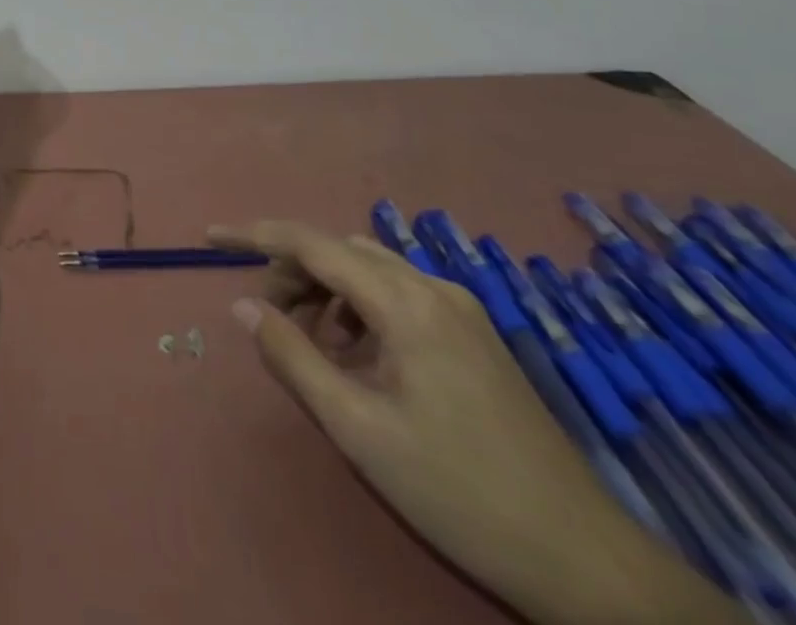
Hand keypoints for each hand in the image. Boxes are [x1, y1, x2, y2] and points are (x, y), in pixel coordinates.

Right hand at [207, 221, 743, 624]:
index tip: (208, 236)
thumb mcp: (359, 429)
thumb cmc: (459, 492)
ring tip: (308, 343)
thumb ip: (293, 356)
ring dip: (325, 290)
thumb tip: (243, 305)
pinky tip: (356, 357)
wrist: (586, 562)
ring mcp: (461, 310)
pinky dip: (360, 309)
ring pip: (369, 270)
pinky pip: (398, 295)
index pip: (311, 242)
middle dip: (291, 271)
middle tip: (266, 318)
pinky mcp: (475, 335)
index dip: (254, 234)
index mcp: (406, 302)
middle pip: (339, 251)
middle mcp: (433, 288)